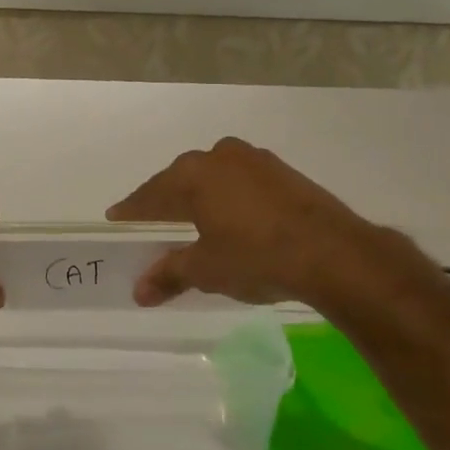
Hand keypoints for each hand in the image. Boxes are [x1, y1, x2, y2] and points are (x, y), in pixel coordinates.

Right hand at [107, 137, 397, 307]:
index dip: (132, 210)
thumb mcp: (206, 270)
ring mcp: (256, 161)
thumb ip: (169, 274)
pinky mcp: (284, 173)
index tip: (116, 218)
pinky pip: (241, 182)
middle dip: (165, 201)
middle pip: (181, 181)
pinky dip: (229, 198)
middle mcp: (220, 157)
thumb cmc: (255, 257)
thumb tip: (139, 292)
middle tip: (149, 220)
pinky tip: (231, 217)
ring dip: (200, 197)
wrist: (333, 253)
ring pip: (214, 178)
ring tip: (190, 219)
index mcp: (193, 175)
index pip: (151, 194)